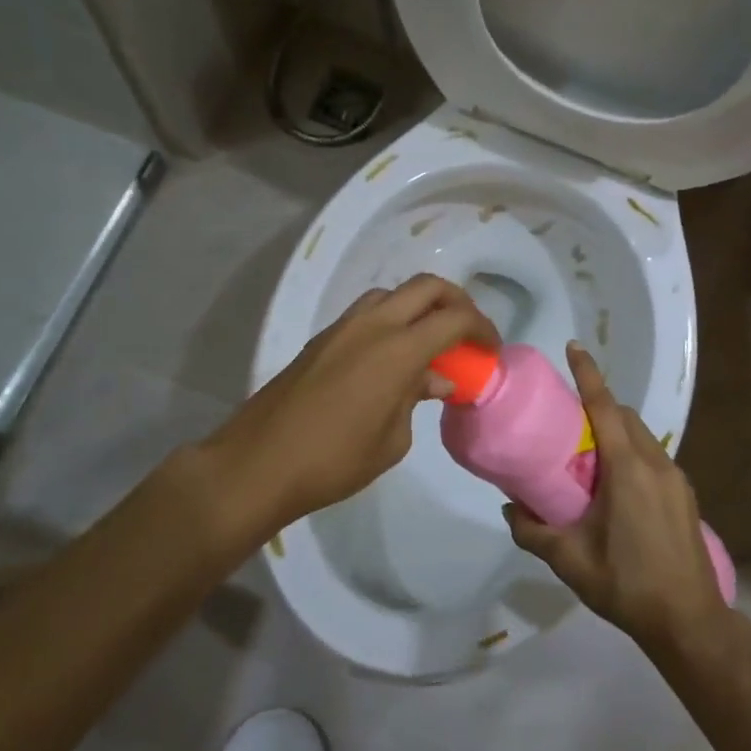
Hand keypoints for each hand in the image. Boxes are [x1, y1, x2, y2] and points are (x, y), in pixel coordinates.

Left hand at [200, 274, 499, 529]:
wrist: (258, 463)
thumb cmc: (334, 460)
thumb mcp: (392, 440)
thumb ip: (416, 399)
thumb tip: (436, 380)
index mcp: (397, 349)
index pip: (454, 318)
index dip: (482, 328)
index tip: (491, 349)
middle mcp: (372, 325)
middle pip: (426, 287)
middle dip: (456, 301)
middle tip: (467, 331)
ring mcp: (342, 328)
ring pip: (392, 294)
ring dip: (419, 307)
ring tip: (429, 342)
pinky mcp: (321, 339)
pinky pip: (367, 313)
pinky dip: (391, 321)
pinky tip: (391, 357)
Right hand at [504, 343, 728, 655]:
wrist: (689, 622)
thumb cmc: (627, 584)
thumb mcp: (570, 560)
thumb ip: (533, 531)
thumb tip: (509, 508)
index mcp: (628, 470)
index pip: (605, 408)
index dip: (588, 375)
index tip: (574, 347)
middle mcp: (655, 464)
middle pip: (625, 416)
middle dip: (599, 406)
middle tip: (568, 420)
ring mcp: (676, 479)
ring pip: (642, 436)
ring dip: (616, 432)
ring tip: (588, 456)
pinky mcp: (684, 496)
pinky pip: (653, 457)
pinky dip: (631, 453)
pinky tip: (616, 488)